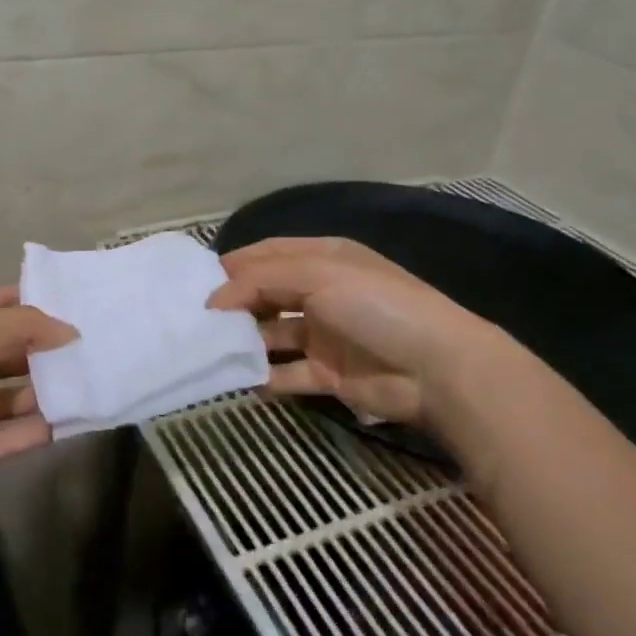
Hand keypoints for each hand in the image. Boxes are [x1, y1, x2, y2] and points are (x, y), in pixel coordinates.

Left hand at [0, 286, 77, 512]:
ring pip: (6, 398)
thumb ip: (23, 326)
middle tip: (83, 349)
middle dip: (38, 350)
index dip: (19, 301)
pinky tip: (65, 426)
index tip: (61, 302)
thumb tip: (68, 329)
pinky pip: (3, 437)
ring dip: (40, 394)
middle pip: (2, 353)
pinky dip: (31, 432)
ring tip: (82, 387)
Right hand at [207, 237, 480, 426]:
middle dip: (235, 304)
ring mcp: (325, 334)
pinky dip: (264, 377)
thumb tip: (214, 298)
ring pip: (273, 334)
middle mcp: (321, 292)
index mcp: (323, 258)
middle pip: (267, 293)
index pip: (268, 254)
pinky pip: (287, 373)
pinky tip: (239, 380)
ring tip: (209, 350)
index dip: (235, 265)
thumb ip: (260, 280)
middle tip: (197, 319)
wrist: (437, 368)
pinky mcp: (329, 374)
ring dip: (246, 341)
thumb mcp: (317, 274)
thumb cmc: (375, 305)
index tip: (198, 283)